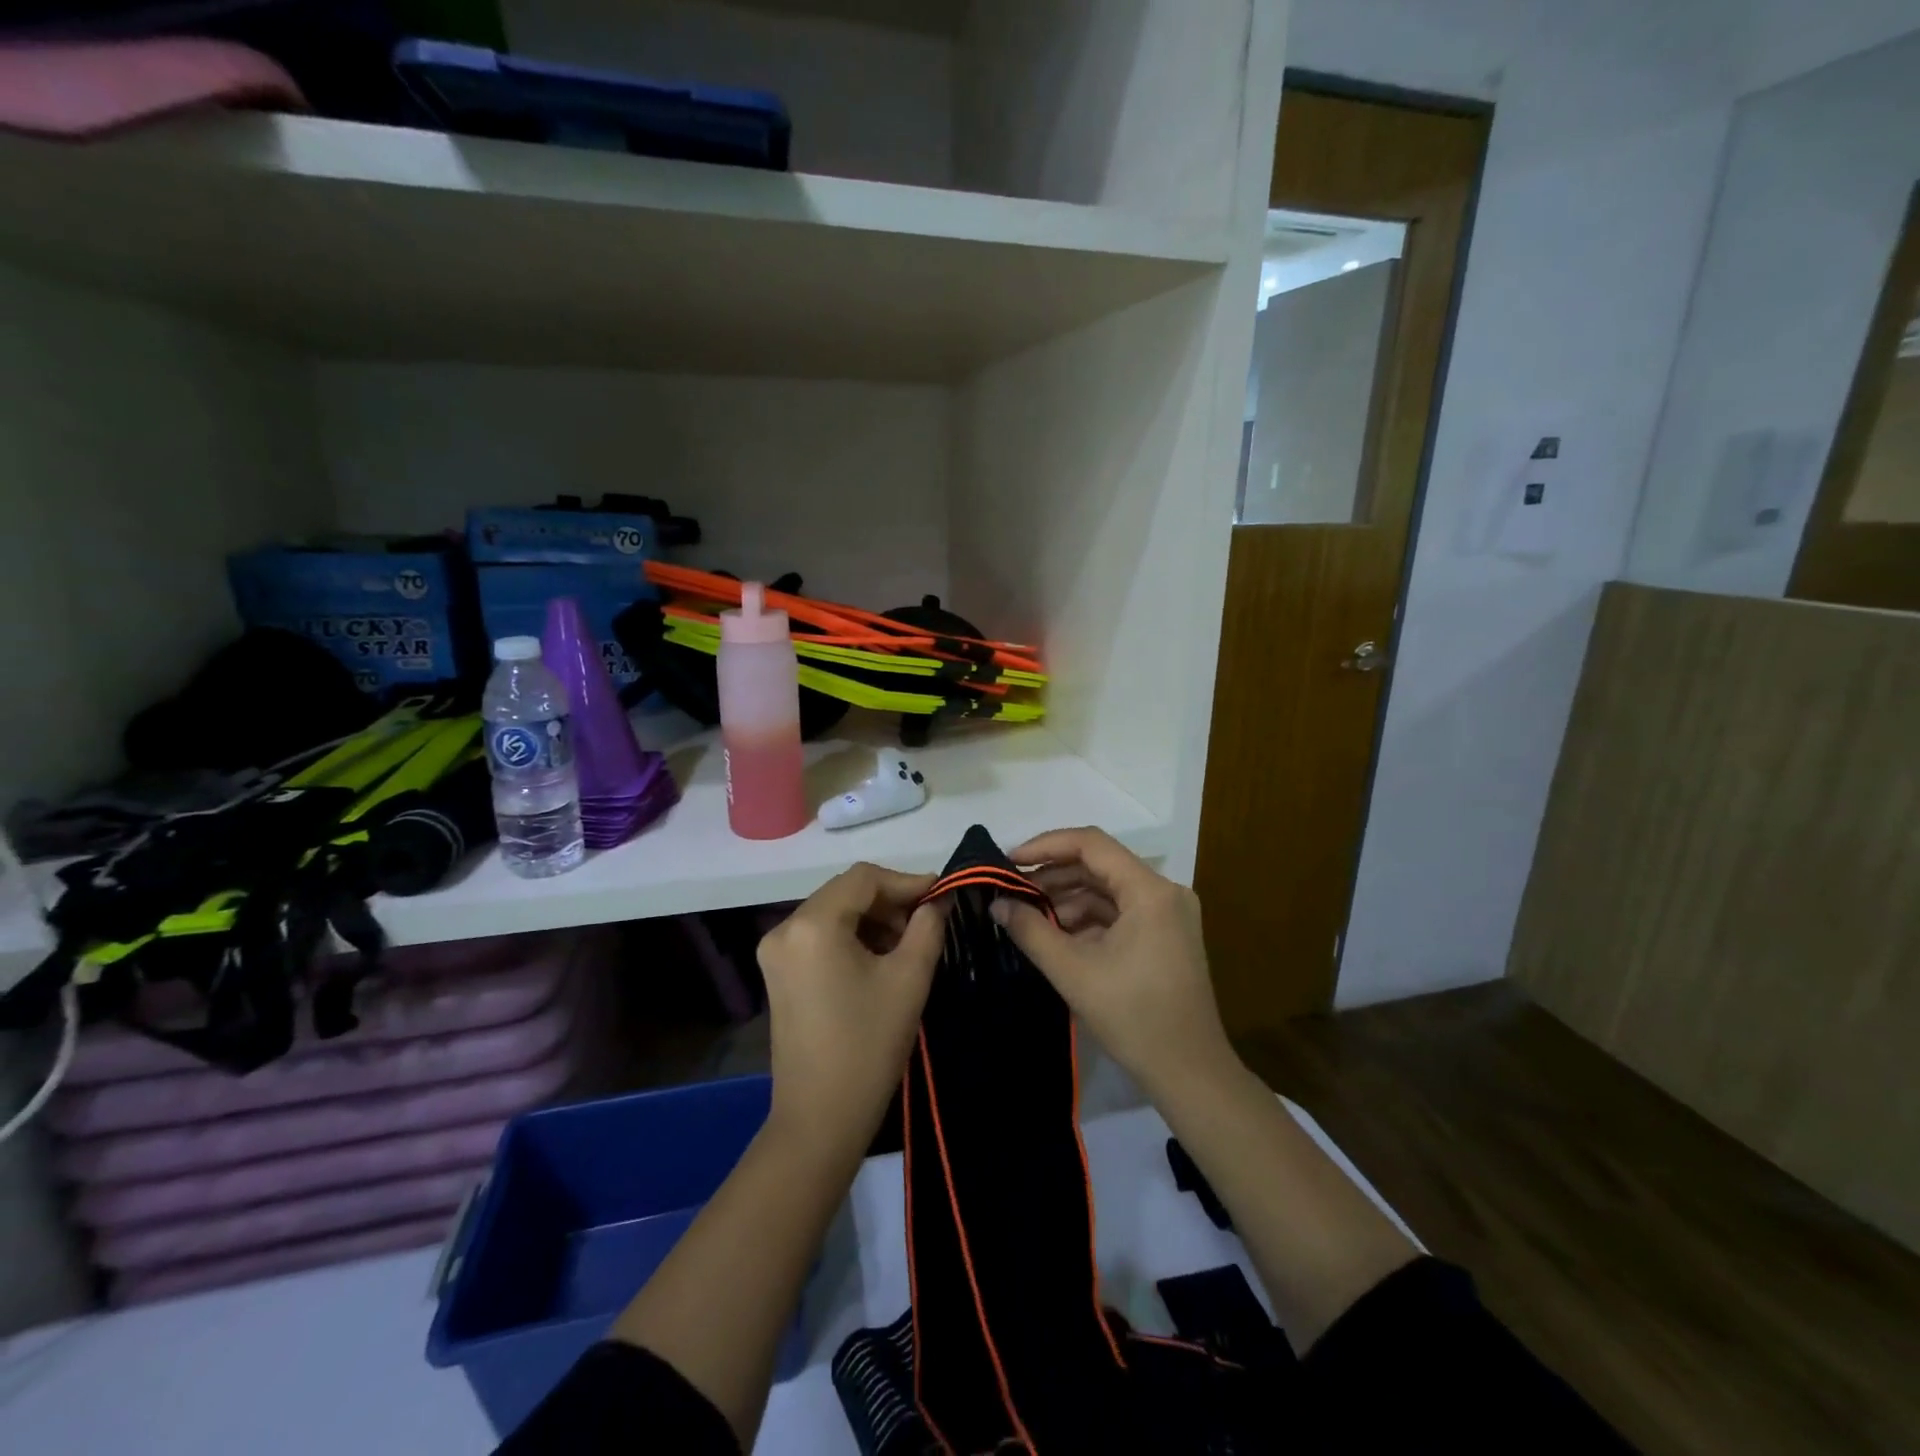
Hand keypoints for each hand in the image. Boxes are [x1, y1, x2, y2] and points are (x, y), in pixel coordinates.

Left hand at [757, 863, 947, 1159]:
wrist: (820, 1118)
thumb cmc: (869, 1045)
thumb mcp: (909, 978)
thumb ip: (929, 926)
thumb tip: (942, 898)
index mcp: (813, 924)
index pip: (865, 878)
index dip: (907, 882)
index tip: (942, 897)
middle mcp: (785, 928)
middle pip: (846, 892)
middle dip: (890, 902)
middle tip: (928, 923)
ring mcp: (776, 951)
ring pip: (834, 912)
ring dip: (873, 920)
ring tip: (908, 945)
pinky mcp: (778, 973)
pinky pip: (820, 936)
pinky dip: (852, 937)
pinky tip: (879, 960)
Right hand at [991, 828, 1234, 1098]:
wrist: (1189, 1074)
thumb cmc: (1133, 1018)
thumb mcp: (1073, 972)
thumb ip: (1031, 930)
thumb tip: (997, 903)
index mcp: (1150, 891)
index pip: (1091, 844)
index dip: (1046, 846)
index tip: (1009, 860)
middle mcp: (1164, 892)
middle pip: (1100, 865)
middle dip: (1053, 875)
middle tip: (1011, 889)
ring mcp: (1168, 914)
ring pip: (1108, 890)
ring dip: (1068, 899)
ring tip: (1027, 915)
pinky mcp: (1165, 936)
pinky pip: (1120, 912)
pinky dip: (1087, 919)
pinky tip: (1056, 934)